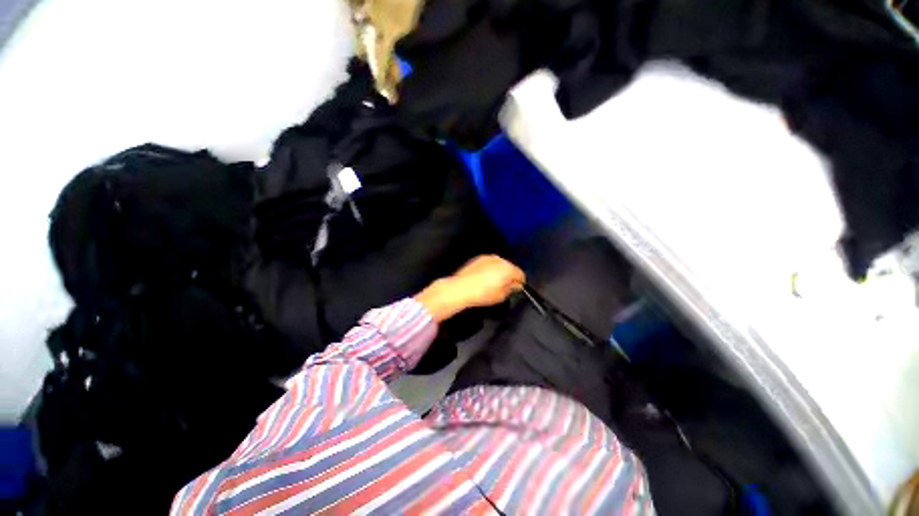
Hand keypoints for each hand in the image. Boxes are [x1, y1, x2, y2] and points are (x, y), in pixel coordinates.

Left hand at [415, 255, 524, 321]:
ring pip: (499, 265)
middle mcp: (499, 260)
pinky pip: (489, 264)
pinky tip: (483, 279)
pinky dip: (489, 270)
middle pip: (510, 268)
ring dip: (498, 272)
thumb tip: (513, 286)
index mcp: (508, 268)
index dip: (520, 283)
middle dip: (508, 277)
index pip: (520, 274)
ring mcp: (488, 258)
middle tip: (504, 288)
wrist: (461, 289)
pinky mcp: (478, 259)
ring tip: (492, 284)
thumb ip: (511, 289)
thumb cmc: (480, 293)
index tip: (516, 288)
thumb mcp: (501, 296)